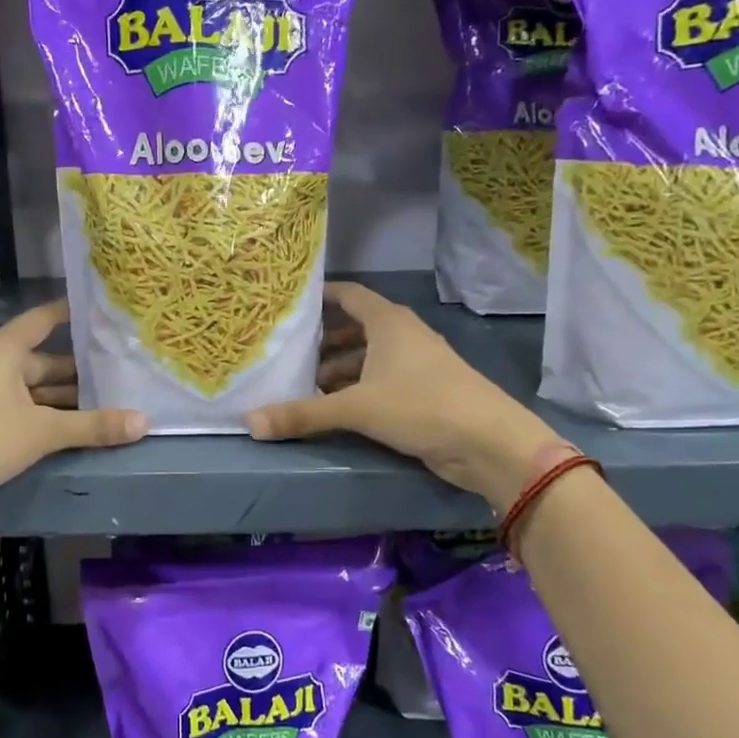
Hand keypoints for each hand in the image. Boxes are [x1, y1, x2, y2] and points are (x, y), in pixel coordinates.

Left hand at [0, 300, 145, 525]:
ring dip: (63, 399)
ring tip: (106, 404)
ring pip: (32, 390)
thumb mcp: (41, 432)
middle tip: (121, 373)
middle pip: (43, 360)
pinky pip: (18, 409)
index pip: (44, 319)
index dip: (72, 314)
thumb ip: (92, 426)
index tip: (105, 313)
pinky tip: (70, 430)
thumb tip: (144, 423)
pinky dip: (43, 416)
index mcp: (4, 349)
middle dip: (79, 370)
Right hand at [246, 282, 555, 508]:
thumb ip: (303, 415)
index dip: (320, 297)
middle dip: (322, 341)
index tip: (288, 305)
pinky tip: (334, 408)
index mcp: (388, 322)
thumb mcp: (356, 408)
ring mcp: (415, 364)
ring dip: (338, 369)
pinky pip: (379, 381)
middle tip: (286, 354)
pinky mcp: (422, 392)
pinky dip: (356, 389)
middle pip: (354, 328)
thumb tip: (250, 423)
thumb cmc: (421, 406)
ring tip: (303, 386)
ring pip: (367, 358)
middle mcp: (402, 335)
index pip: (348, 295)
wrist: (488, 442)